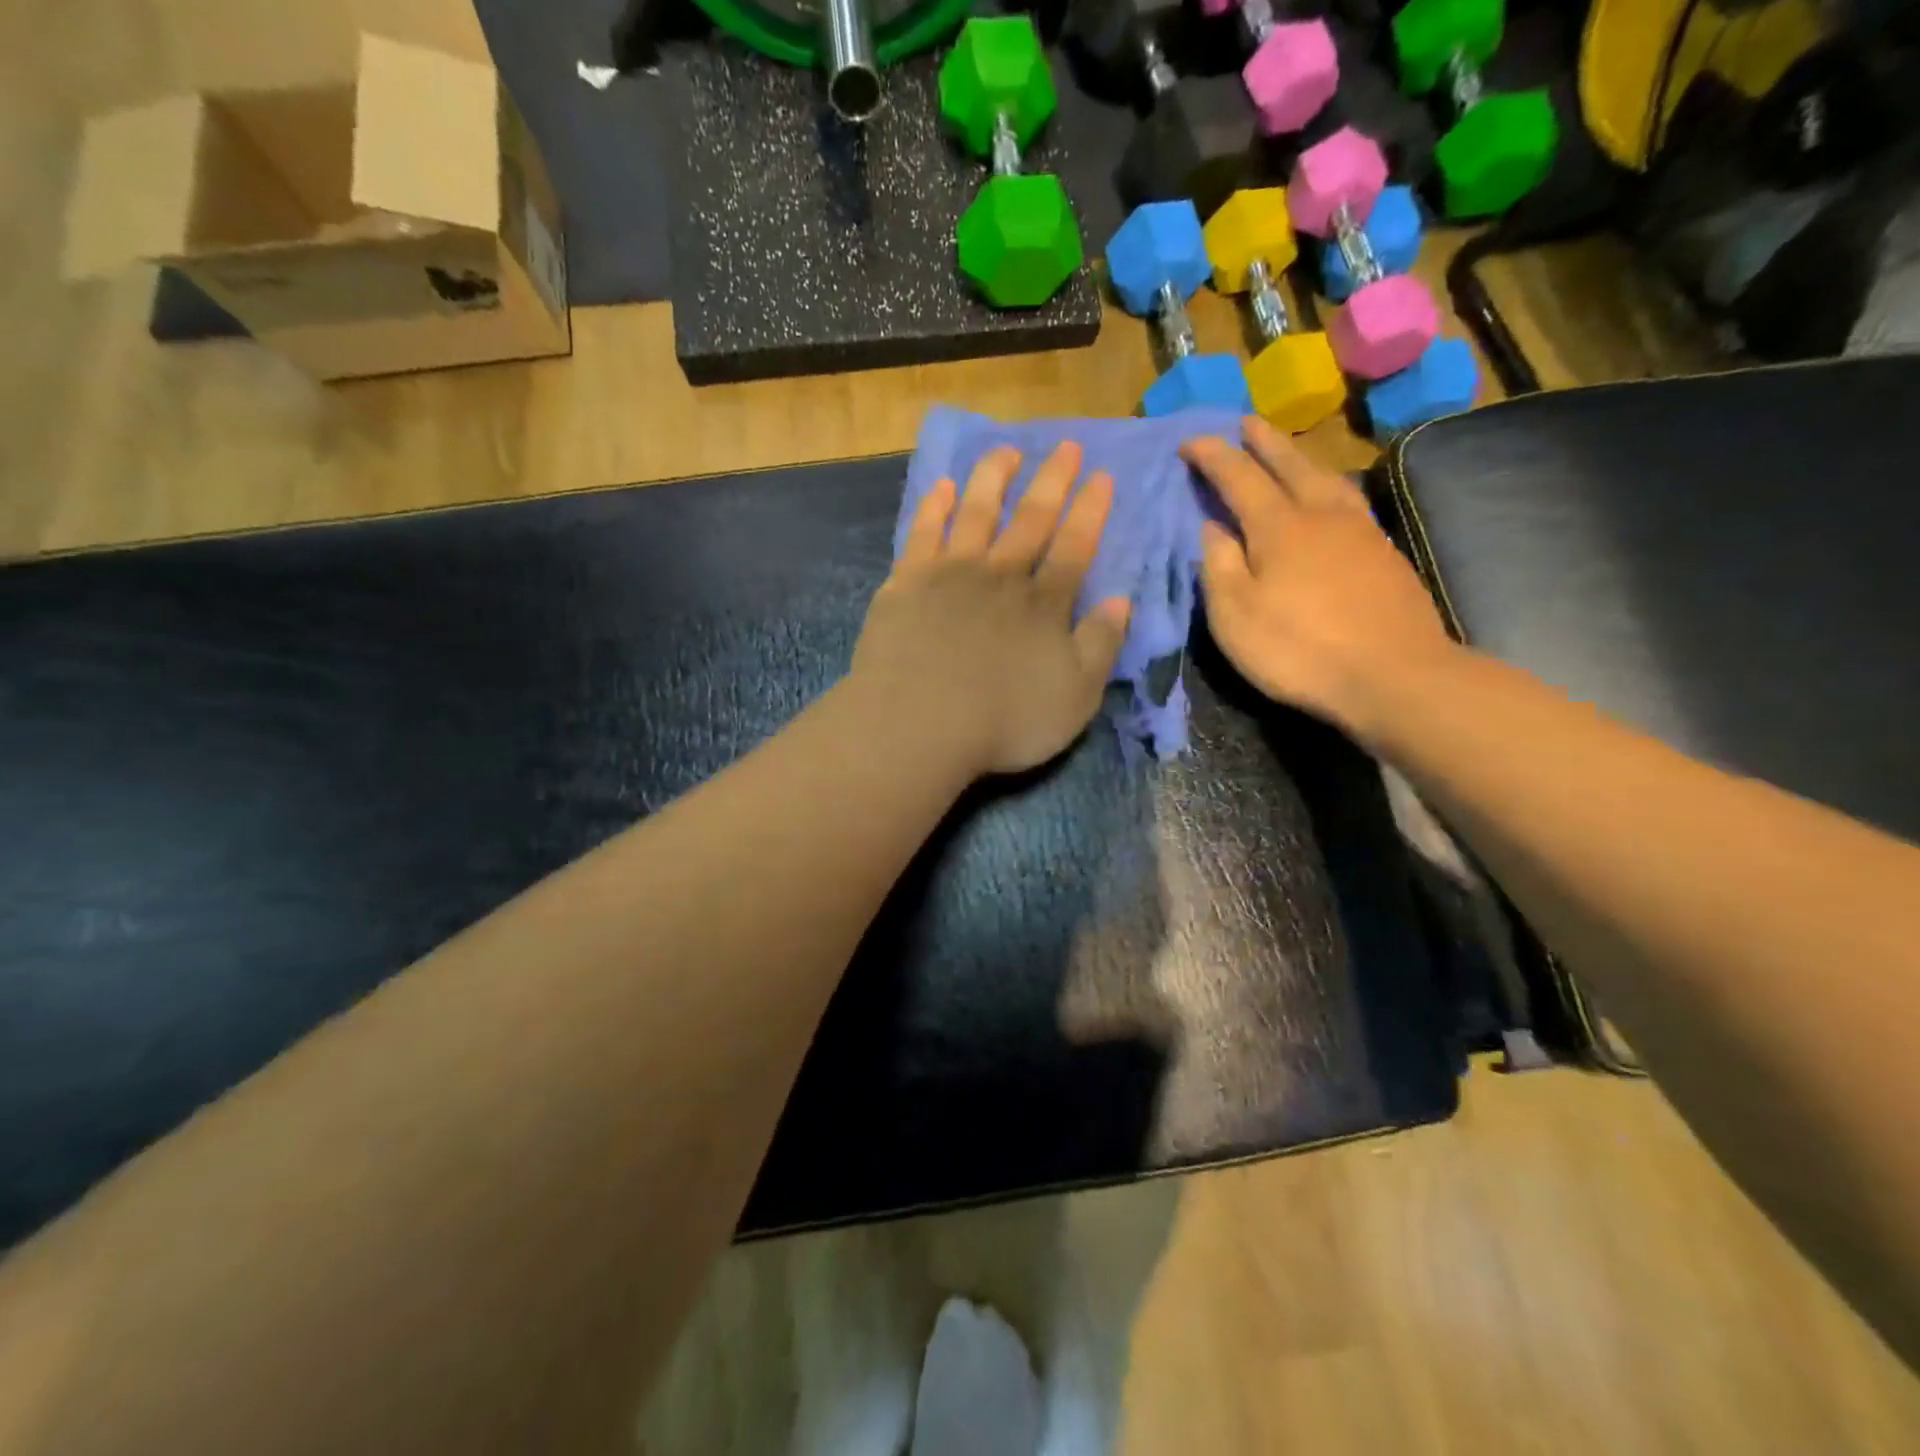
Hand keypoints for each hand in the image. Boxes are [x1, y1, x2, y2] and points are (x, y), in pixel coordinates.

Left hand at [851, 442, 1130, 777]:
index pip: (1075, 546)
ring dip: (993, 478)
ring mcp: (951, 574)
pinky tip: (941, 486)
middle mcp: (1001, 576)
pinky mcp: (907, 583)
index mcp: (1044, 604)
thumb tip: (1121, 601)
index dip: (1091, 511)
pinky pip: (923, 533)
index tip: (1103, 476)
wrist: (920, 723)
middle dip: (1052, 481)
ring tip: (1005, 451)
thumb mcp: (1075, 696)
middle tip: (1066, 446)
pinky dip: (934, 507)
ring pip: (977, 512)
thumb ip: (1100, 645)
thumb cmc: (1005, 720)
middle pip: (1031, 518)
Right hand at [1183, 418, 1456, 737]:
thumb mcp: (1235, 615)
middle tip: (1246, 422)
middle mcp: (1322, 516)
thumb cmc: (1299, 649)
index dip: (1213, 457)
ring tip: (1289, 454)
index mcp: (1280, 527)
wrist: (1393, 675)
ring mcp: (1361, 532)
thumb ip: (1220, 565)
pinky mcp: (1385, 555)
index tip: (1190, 441)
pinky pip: (1349, 503)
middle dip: (1264, 442)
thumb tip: (1213, 527)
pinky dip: (1328, 489)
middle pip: (1290, 466)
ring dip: (1301, 460)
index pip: (1239, 478)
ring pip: (1327, 480)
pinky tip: (1329, 500)